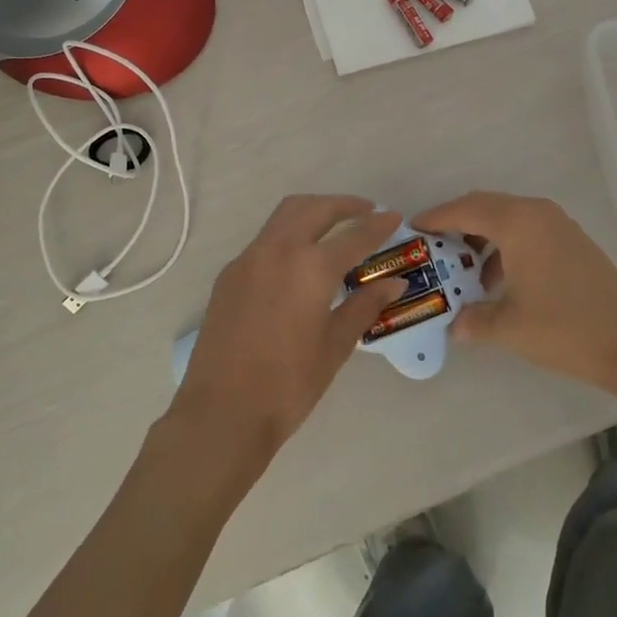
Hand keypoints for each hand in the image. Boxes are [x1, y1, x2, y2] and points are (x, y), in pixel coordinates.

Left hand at [168, 196, 405, 469]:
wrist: (222, 412)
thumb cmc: (288, 385)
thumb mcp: (335, 346)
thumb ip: (364, 306)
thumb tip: (394, 283)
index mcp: (311, 267)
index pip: (354, 236)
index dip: (378, 226)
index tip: (394, 216)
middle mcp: (279, 249)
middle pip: (315, 208)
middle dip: (343, 205)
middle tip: (365, 211)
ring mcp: (249, 257)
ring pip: (285, 215)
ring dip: (313, 211)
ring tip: (334, 224)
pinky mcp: (230, 272)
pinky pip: (265, 239)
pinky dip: (288, 234)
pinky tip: (298, 259)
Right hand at [411, 191, 616, 390]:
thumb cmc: (565, 328)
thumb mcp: (510, 327)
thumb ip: (474, 320)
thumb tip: (454, 325)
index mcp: (517, 222)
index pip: (464, 209)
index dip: (435, 218)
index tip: (412, 228)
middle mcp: (536, 212)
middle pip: (485, 206)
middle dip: (456, 223)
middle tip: (433, 246)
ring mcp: (558, 225)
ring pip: (507, 218)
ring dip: (482, 237)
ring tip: (463, 269)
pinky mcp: (572, 241)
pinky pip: (527, 231)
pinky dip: (506, 246)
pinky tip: (499, 281)